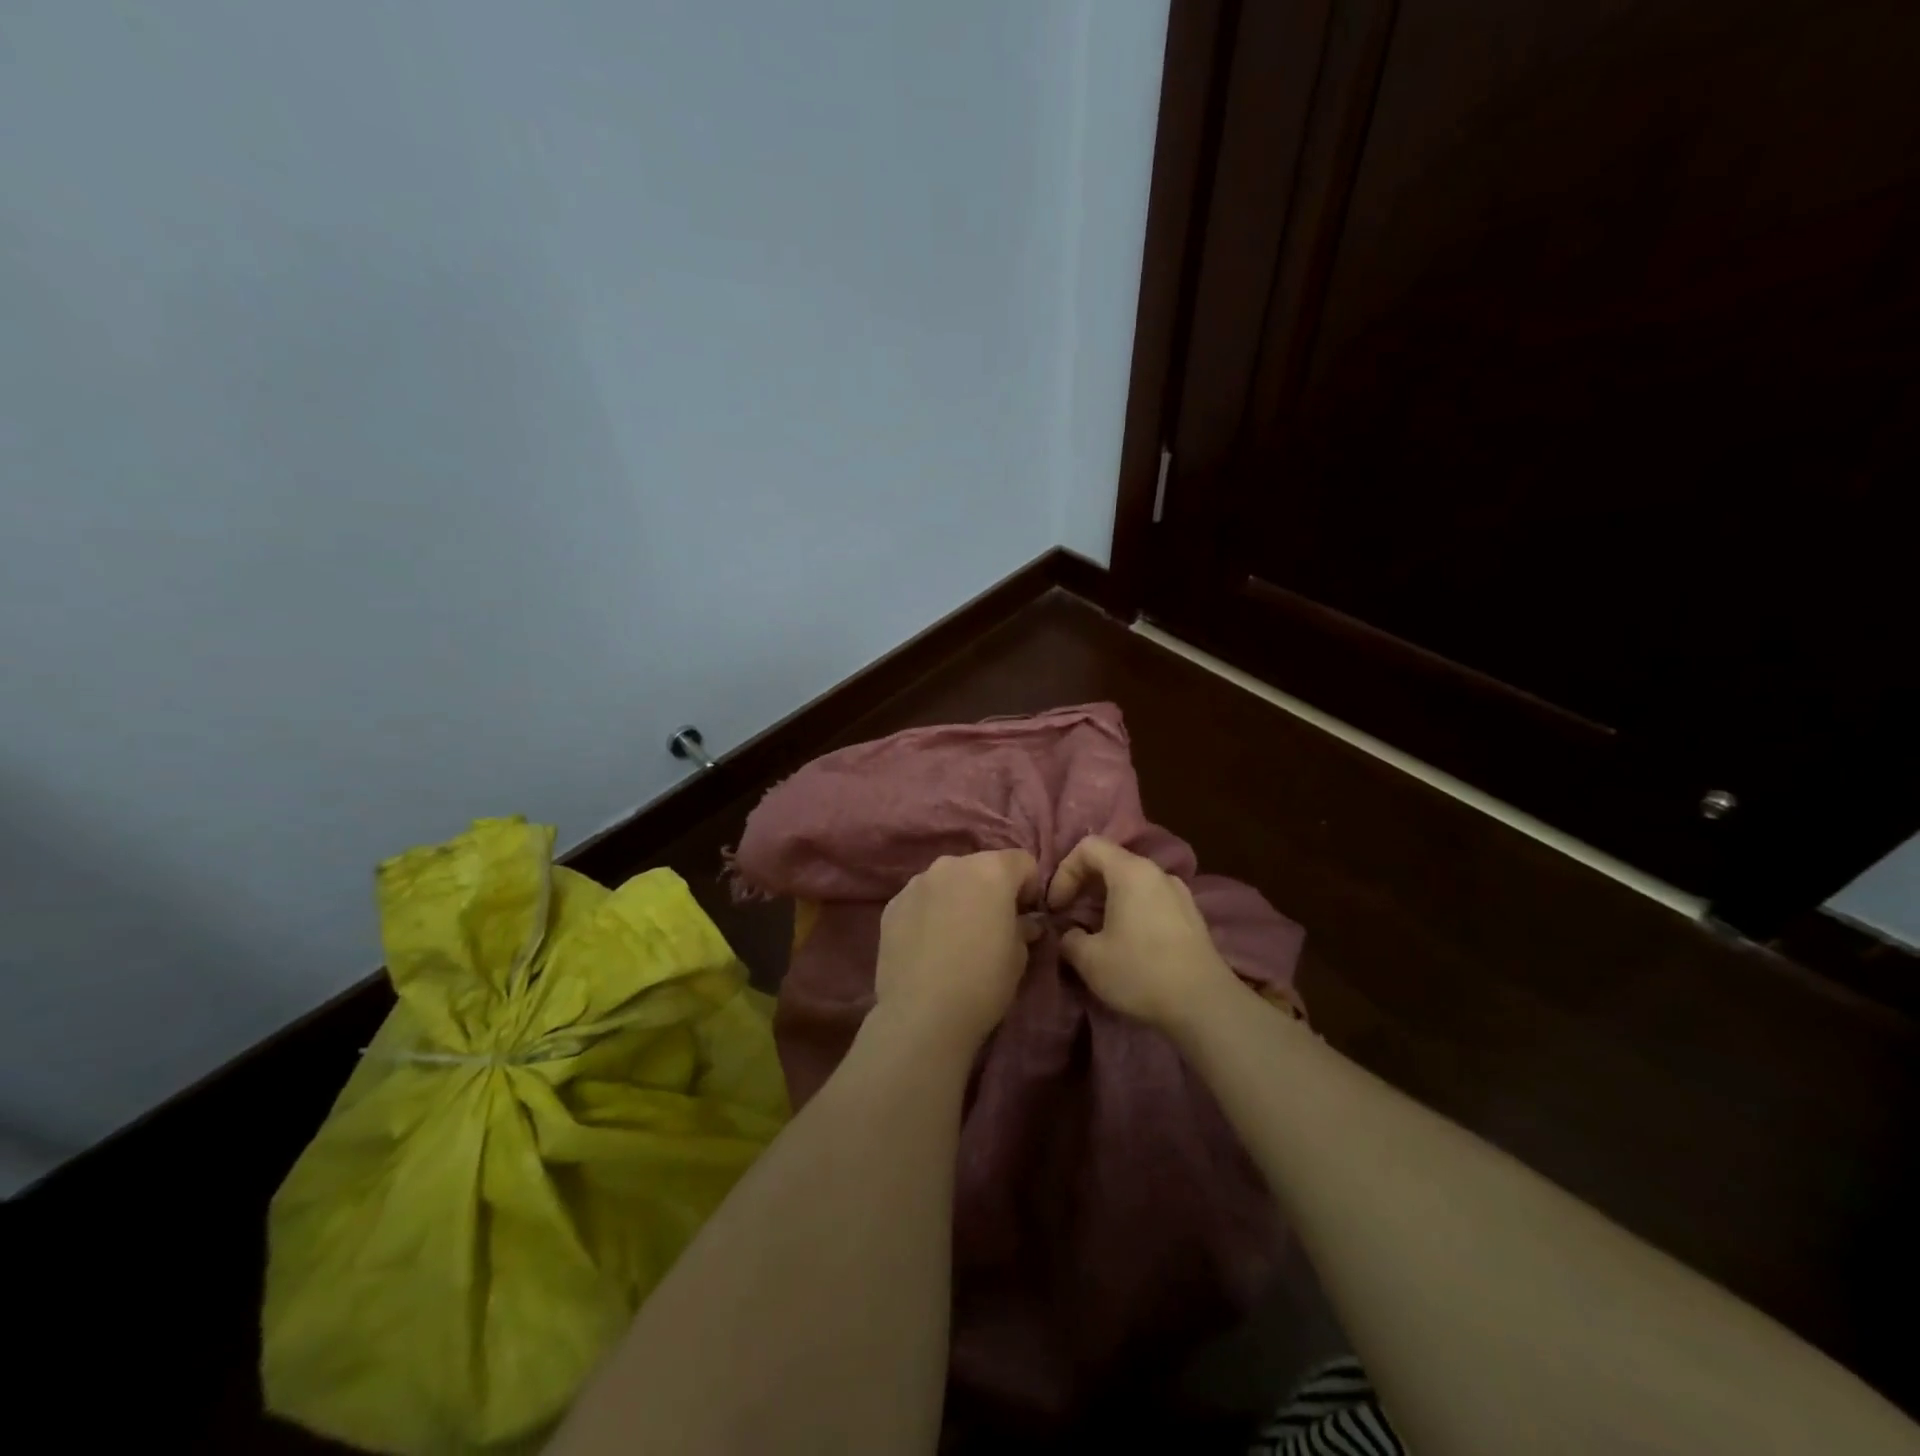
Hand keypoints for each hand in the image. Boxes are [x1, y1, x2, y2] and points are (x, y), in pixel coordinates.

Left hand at [872, 850, 1042, 1050]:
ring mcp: (917, 882)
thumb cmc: (983, 982)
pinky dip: (930, 912)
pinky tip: (930, 945)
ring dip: (958, 897)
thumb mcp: (1018, 956)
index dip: (1029, 887)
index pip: (1022, 862)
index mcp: (991, 870)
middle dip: (991, 889)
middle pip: (981, 866)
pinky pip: (921, 899)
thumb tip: (1025, 922)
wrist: (921, 1014)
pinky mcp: (892, 904)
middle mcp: (952, 865)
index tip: (1026, 915)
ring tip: (956, 936)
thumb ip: (1023, 927)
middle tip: (992, 925)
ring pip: (948, 880)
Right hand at [1048, 836, 1238, 1028]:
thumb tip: (1069, 934)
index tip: (1057, 907)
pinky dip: (1130, 911)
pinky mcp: (1191, 916)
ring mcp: (1179, 893)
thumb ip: (1069, 938)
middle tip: (1069, 917)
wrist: (1206, 1005)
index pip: (1088, 847)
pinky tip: (1127, 943)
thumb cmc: (1141, 972)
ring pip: (1132, 883)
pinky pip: (1150, 900)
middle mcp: (1157, 873)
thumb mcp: (1090, 959)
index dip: (1064, 872)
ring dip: (1107, 901)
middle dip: (1083, 886)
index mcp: (1131, 871)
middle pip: (1111, 862)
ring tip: (1096, 932)